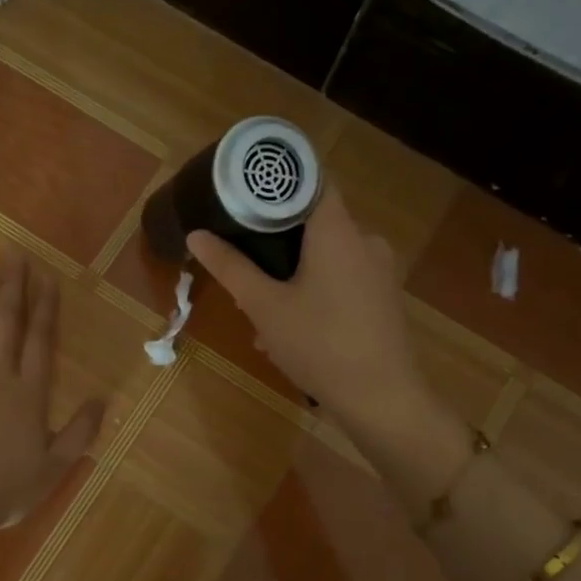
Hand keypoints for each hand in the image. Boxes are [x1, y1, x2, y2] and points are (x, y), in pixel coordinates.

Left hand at [0, 252, 104, 531]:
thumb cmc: (7, 487)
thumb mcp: (56, 467)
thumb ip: (80, 431)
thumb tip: (102, 399)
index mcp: (29, 393)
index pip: (40, 340)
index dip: (45, 307)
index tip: (46, 278)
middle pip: (6, 325)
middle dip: (12, 289)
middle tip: (14, 256)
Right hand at [187, 184, 429, 429]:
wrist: (382, 400)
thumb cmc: (320, 344)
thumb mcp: (265, 306)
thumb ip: (230, 267)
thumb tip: (196, 235)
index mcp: (338, 231)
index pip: (310, 181)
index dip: (277, 184)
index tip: (244, 196)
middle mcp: (365, 241)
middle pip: (314, 223)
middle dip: (276, 244)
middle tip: (244, 267)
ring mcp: (379, 271)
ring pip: (325, 258)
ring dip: (292, 277)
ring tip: (261, 313)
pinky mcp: (383, 298)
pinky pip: (341, 281)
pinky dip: (314, 294)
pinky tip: (290, 331)